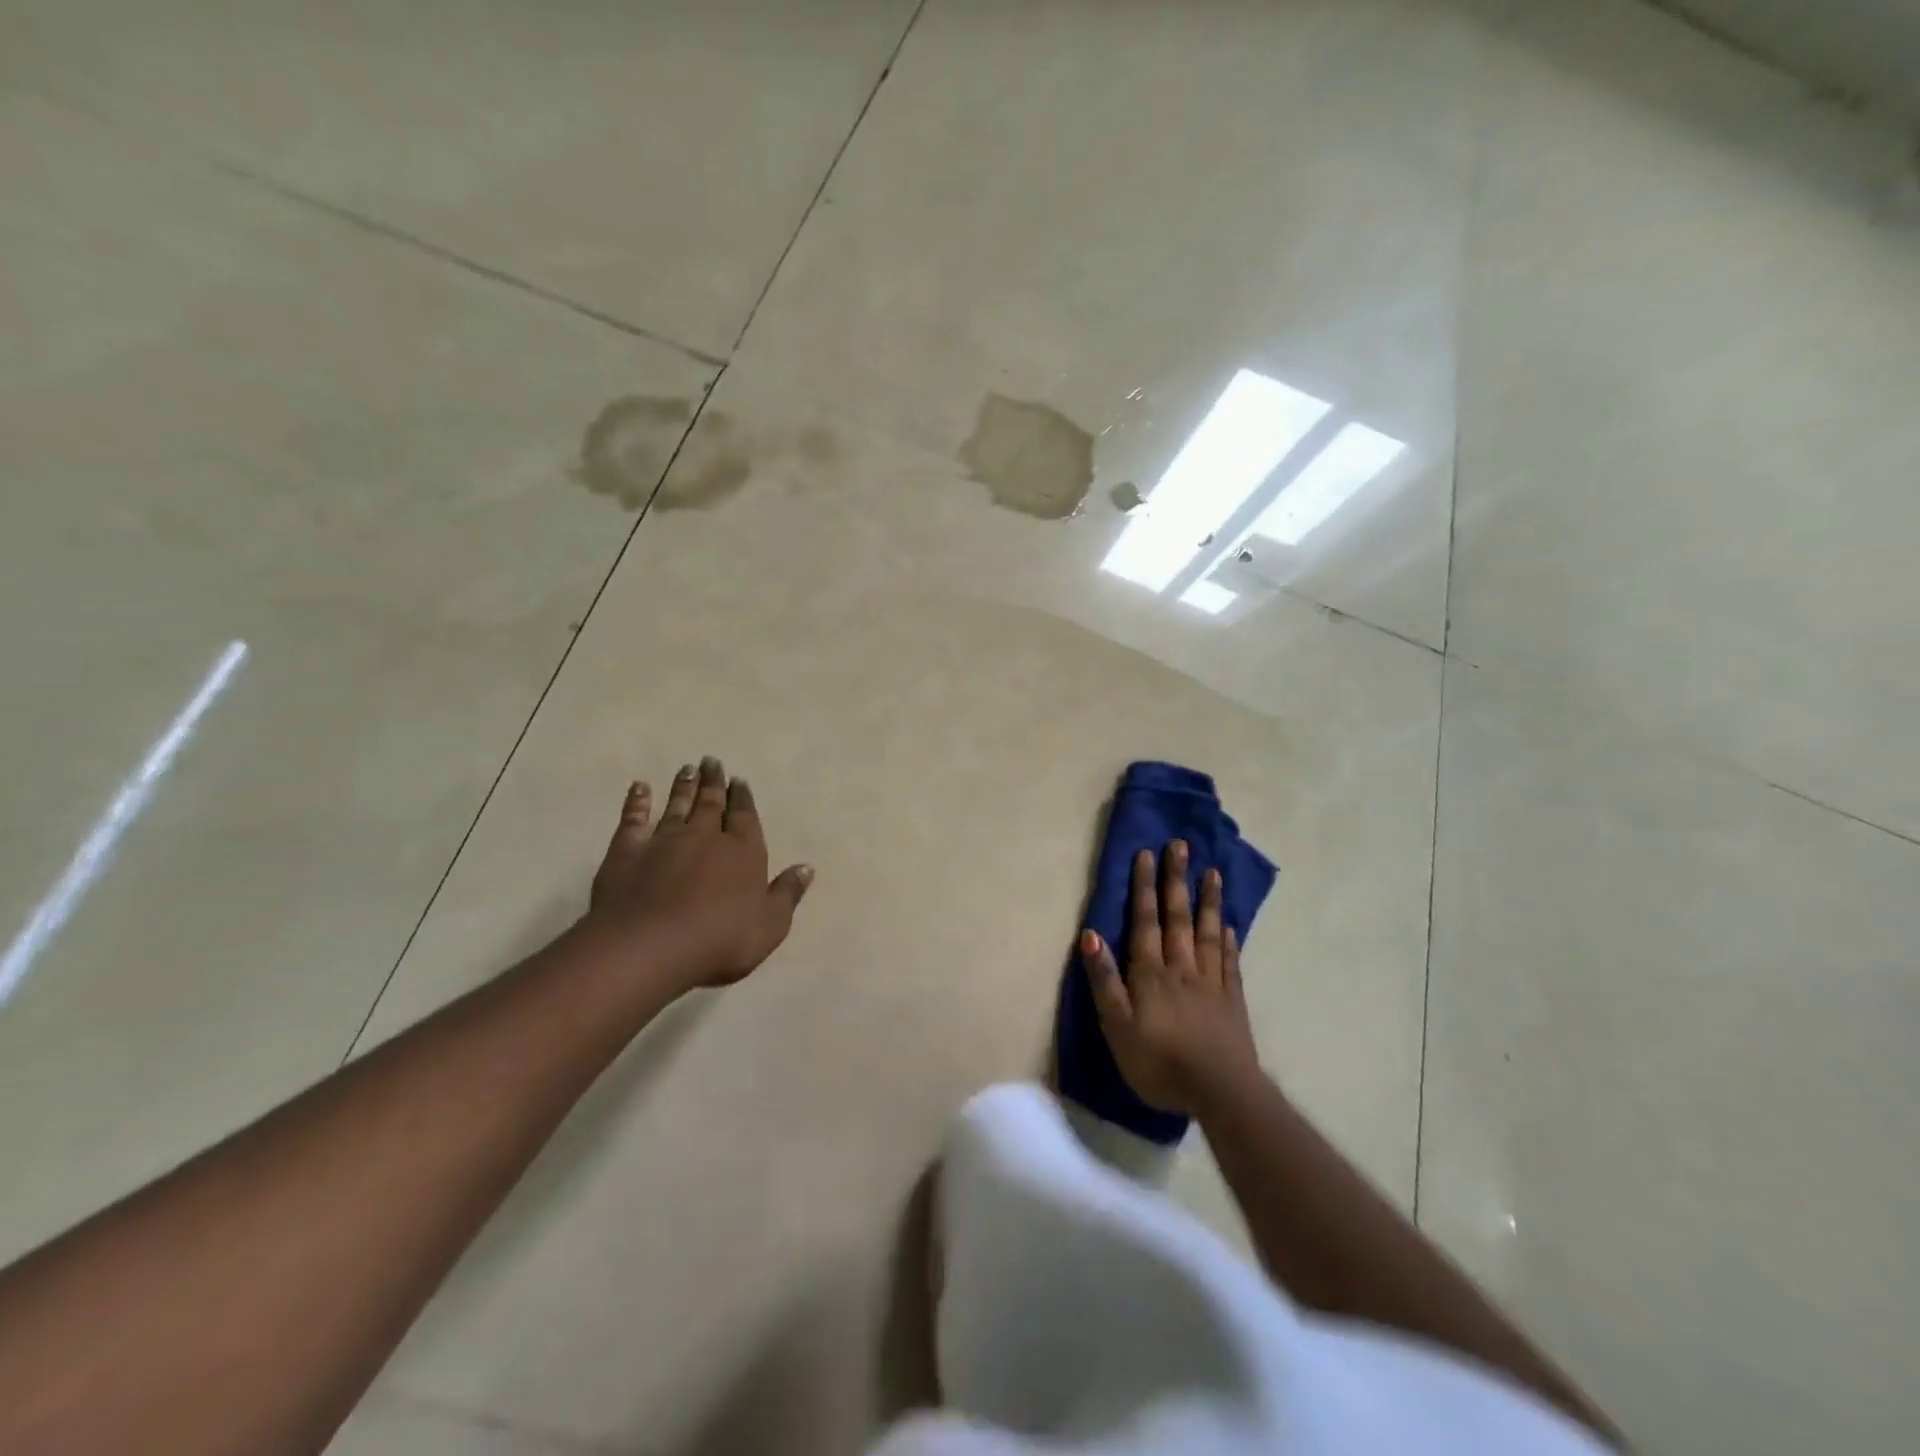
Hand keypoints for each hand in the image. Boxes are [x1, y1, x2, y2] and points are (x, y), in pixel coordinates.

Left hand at [589, 757, 813, 988]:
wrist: (650, 946)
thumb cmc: (720, 941)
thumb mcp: (769, 925)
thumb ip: (787, 894)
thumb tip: (806, 867)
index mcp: (743, 851)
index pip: (745, 816)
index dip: (742, 798)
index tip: (739, 780)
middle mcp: (705, 836)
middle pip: (711, 803)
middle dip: (714, 782)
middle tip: (711, 761)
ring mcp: (664, 840)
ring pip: (677, 806)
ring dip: (683, 787)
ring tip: (687, 768)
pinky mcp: (628, 851)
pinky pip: (633, 819)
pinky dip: (636, 802)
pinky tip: (639, 787)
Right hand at [1079, 840, 1259, 1113]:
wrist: (1220, 1092)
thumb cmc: (1159, 1062)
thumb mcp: (1117, 1026)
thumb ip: (1104, 980)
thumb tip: (1090, 934)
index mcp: (1151, 973)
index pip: (1145, 921)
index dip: (1144, 887)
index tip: (1147, 854)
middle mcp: (1182, 967)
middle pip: (1178, 917)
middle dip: (1176, 880)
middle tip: (1181, 846)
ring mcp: (1211, 982)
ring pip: (1208, 932)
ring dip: (1207, 900)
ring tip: (1212, 872)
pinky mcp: (1232, 1000)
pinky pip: (1229, 961)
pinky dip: (1229, 939)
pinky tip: (1229, 924)